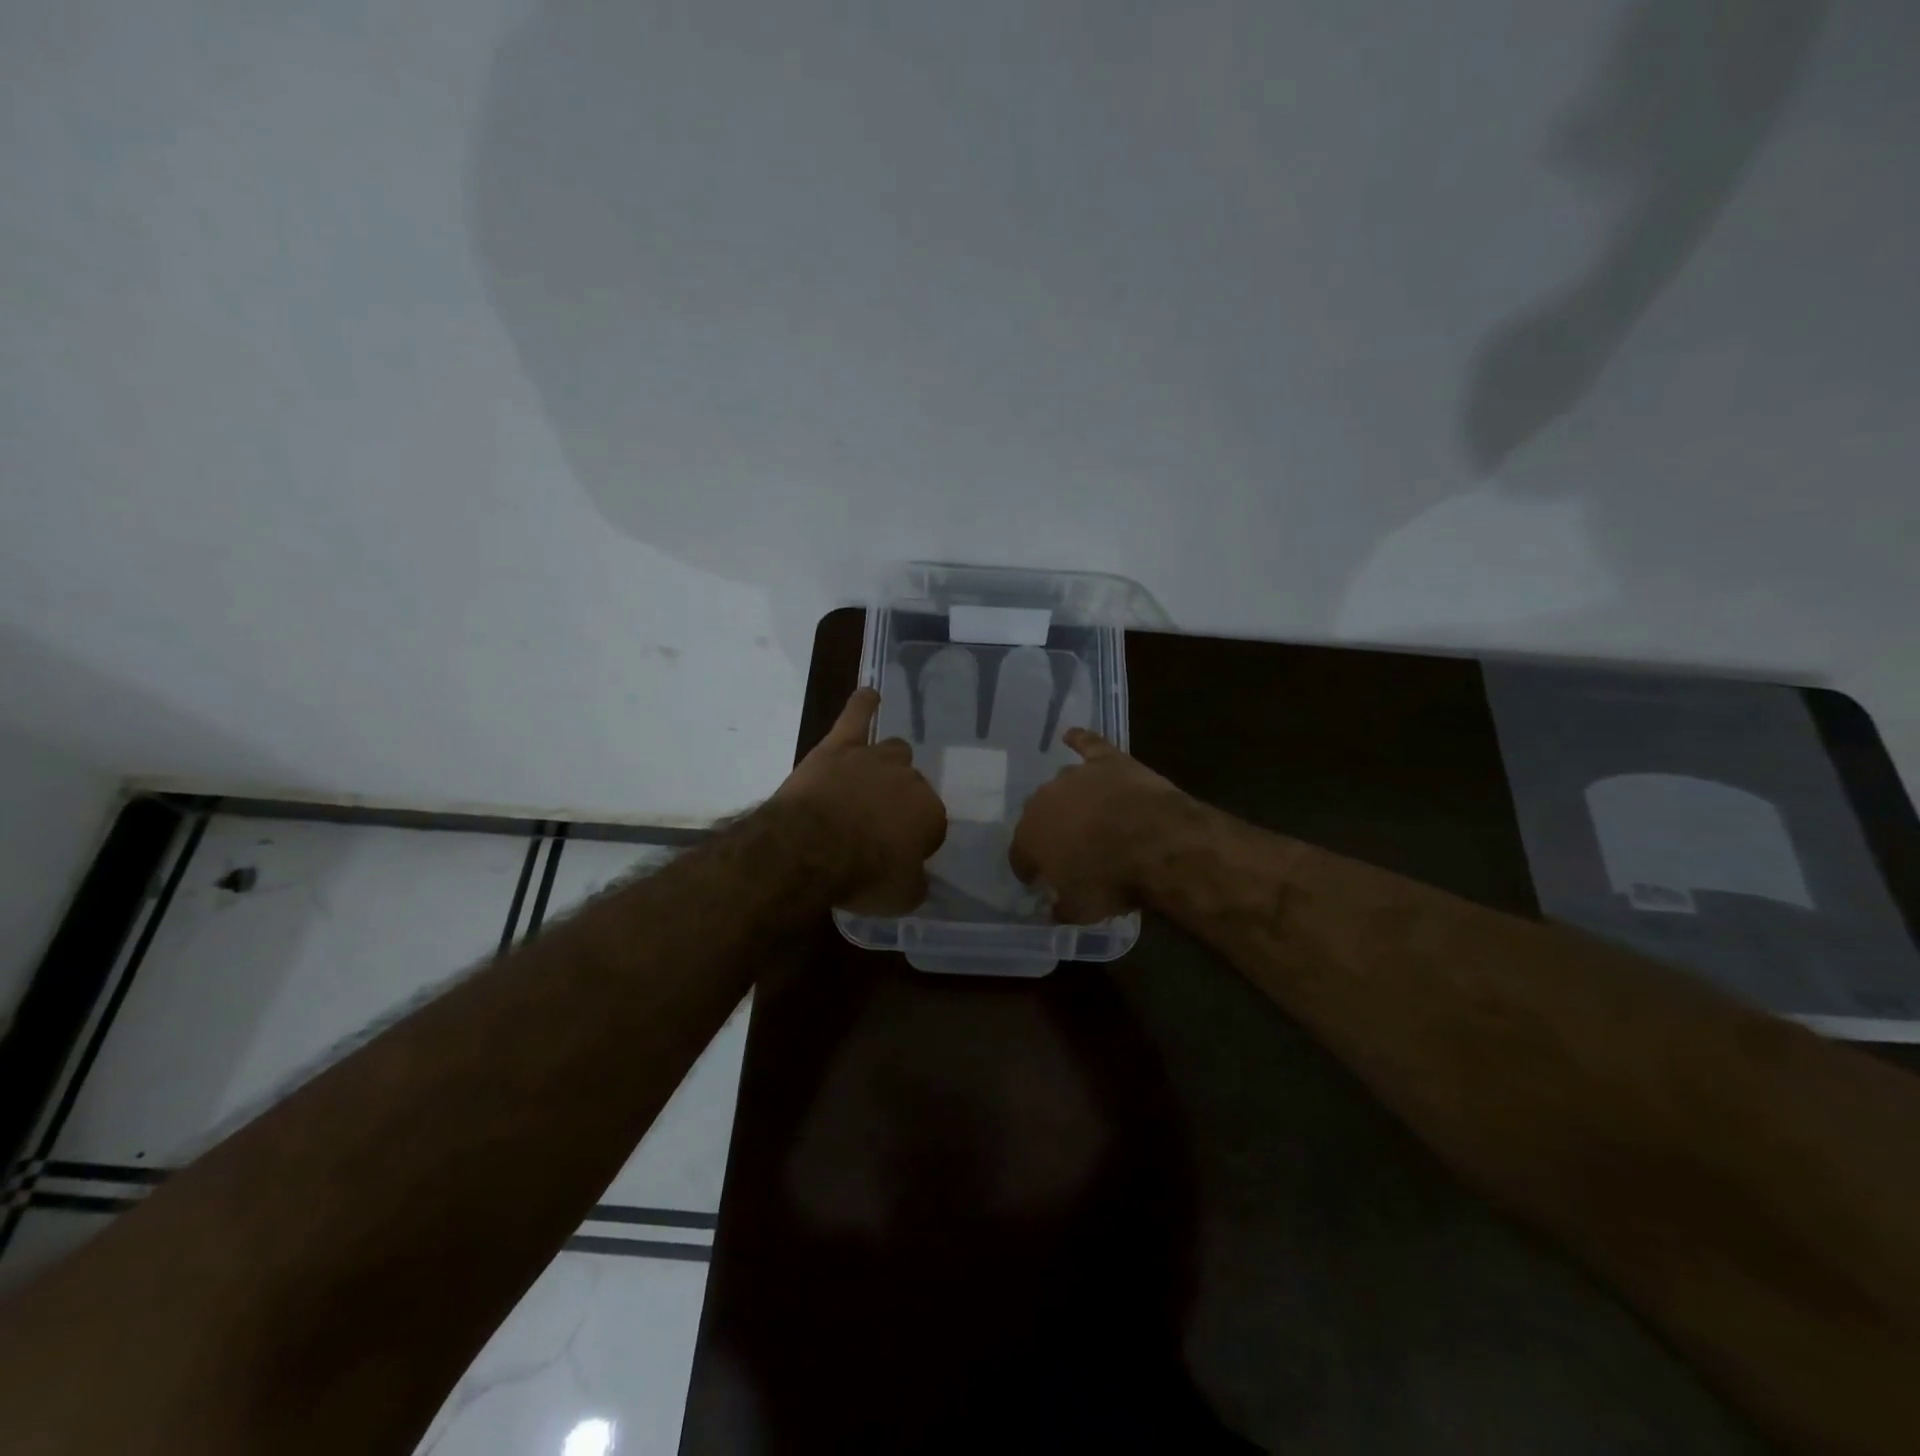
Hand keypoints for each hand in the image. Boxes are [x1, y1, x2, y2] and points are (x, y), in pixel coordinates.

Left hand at [775, 687, 947, 913]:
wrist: (809, 848)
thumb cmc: (861, 875)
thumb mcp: (900, 898)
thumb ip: (916, 884)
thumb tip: (918, 879)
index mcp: (930, 813)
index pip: (932, 826)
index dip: (915, 843)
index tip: (897, 858)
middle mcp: (909, 779)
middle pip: (913, 786)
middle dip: (901, 804)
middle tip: (877, 828)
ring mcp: (874, 758)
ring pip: (894, 751)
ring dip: (887, 766)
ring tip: (874, 780)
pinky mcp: (839, 746)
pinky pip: (856, 716)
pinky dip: (863, 705)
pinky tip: (869, 696)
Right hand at [1009, 729, 1193, 922]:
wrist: (1156, 842)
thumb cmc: (1112, 880)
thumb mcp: (1082, 910)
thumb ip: (1061, 908)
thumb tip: (1054, 909)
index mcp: (1030, 837)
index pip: (1020, 855)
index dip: (1029, 869)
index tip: (1039, 880)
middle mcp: (1043, 801)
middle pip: (1039, 817)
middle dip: (1050, 832)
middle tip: (1070, 849)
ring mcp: (1075, 776)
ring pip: (1062, 786)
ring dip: (1069, 800)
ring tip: (1086, 815)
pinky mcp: (1106, 760)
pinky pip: (1086, 745)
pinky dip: (1079, 740)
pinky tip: (1072, 735)